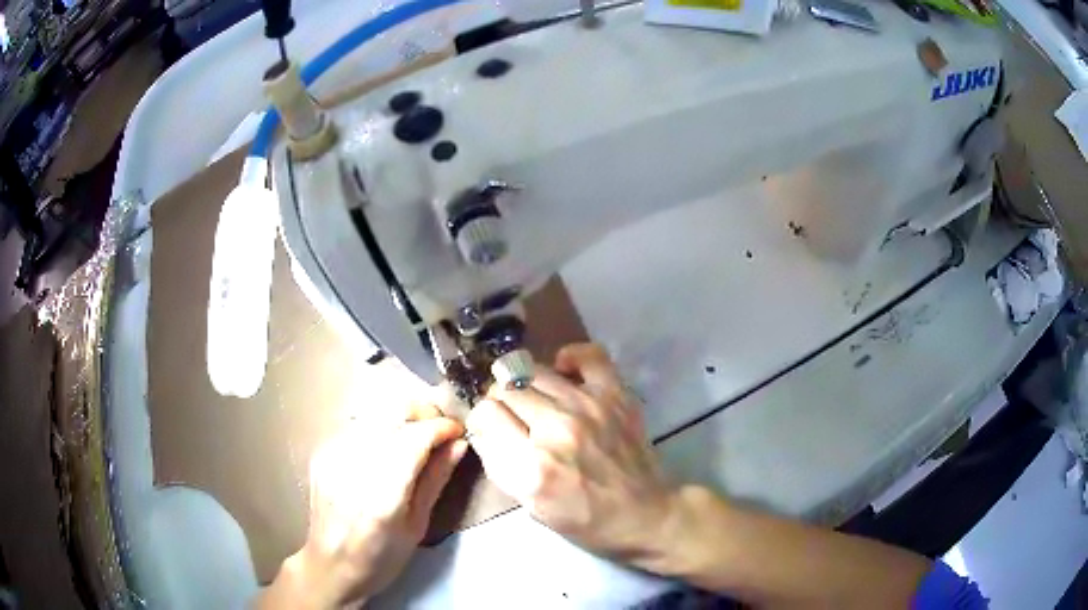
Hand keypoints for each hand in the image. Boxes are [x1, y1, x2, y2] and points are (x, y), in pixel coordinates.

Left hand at [259, 405, 466, 608]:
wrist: (331, 564)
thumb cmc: (381, 557)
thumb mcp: (417, 526)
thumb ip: (435, 480)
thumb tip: (459, 444)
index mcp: (382, 495)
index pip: (415, 437)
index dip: (441, 427)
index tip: (458, 431)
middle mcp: (353, 466)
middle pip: (393, 412)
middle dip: (424, 414)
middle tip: (440, 433)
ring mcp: (333, 455)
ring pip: (376, 413)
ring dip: (403, 419)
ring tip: (417, 439)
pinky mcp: (322, 451)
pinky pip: (358, 424)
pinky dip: (380, 427)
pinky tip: (387, 448)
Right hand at [466, 343, 682, 567]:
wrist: (645, 513)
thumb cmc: (586, 520)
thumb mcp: (531, 507)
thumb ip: (501, 465)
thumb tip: (486, 426)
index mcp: (533, 467)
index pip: (486, 414)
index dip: (483, 421)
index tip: (493, 429)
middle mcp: (557, 430)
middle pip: (506, 389)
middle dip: (501, 402)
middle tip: (514, 418)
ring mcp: (589, 407)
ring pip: (534, 371)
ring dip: (527, 385)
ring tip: (537, 402)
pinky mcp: (616, 395)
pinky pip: (587, 354)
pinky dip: (570, 359)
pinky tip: (565, 375)